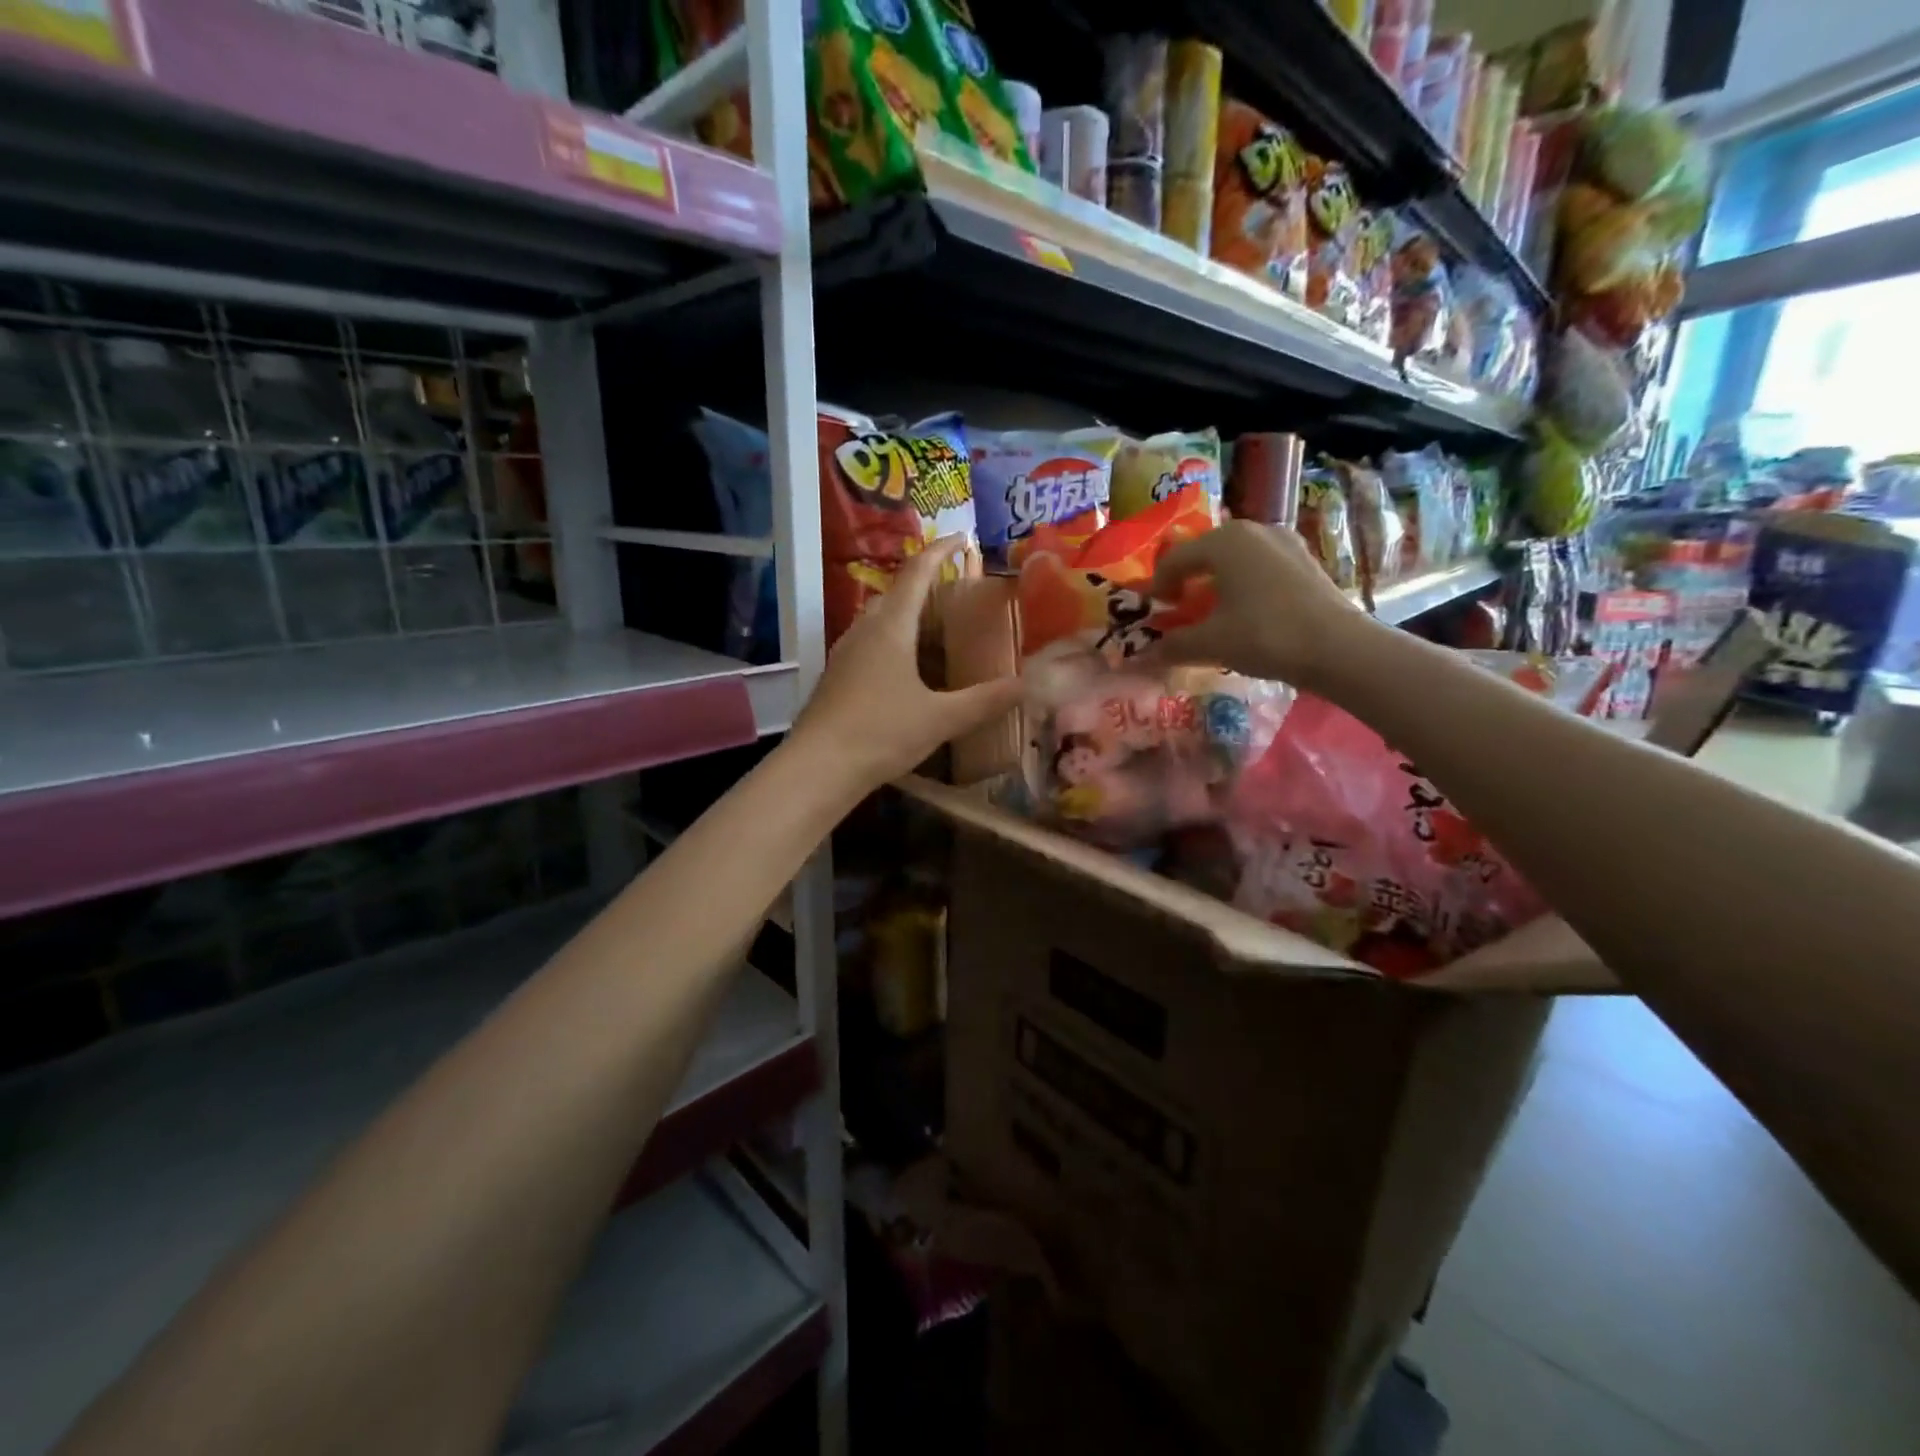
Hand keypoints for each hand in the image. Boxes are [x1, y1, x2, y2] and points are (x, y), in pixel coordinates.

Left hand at [791, 536, 1023, 790]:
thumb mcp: (940, 718)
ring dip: (904, 615)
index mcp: (890, 628)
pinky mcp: (835, 677)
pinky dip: (890, 641)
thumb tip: (1024, 685)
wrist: (818, 768)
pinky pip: (867, 643)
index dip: (939, 551)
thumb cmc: (881, 733)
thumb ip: (984, 701)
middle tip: (954, 594)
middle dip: (923, 585)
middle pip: (894, 593)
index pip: (916, 573)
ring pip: (878, 620)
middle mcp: (864, 630)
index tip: (960, 538)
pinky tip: (904, 670)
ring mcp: (844, 653)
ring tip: (933, 630)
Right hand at [1142, 519, 1372, 688]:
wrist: (1338, 648)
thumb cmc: (1264, 635)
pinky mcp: (1305, 560)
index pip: (1174, 559)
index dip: (1157, 588)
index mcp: (1224, 541)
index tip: (1152, 614)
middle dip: (1187, 581)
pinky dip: (1244, 584)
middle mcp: (1254, 530)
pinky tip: (1246, 613)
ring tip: (1211, 612)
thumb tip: (1144, 655)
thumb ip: (1173, 645)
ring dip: (1216, 582)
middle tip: (1178, 611)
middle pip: (1206, 553)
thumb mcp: (1210, 643)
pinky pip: (1260, 566)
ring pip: (1235, 559)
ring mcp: (1285, 542)